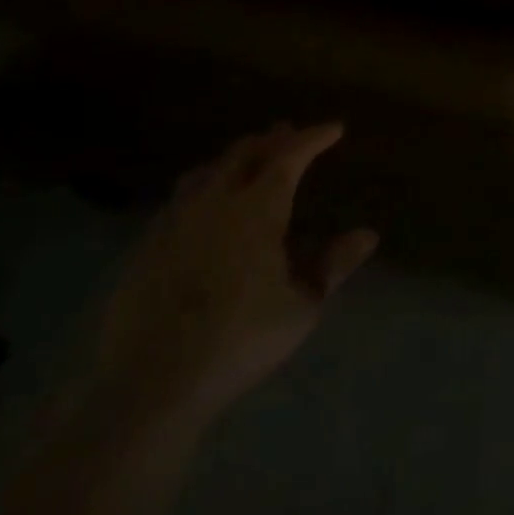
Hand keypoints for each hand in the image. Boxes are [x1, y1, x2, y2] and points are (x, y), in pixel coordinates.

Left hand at [80, 123, 376, 435]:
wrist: (149, 385)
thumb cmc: (238, 341)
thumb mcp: (301, 308)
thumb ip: (334, 266)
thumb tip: (368, 235)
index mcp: (257, 209)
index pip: (290, 156)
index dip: (313, 138)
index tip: (334, 129)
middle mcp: (215, 202)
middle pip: (244, 153)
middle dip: (271, 140)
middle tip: (289, 135)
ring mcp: (174, 222)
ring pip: (206, 172)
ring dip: (232, 160)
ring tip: (246, 162)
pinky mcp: (145, 248)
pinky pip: (178, 200)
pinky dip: (201, 188)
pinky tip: (203, 208)